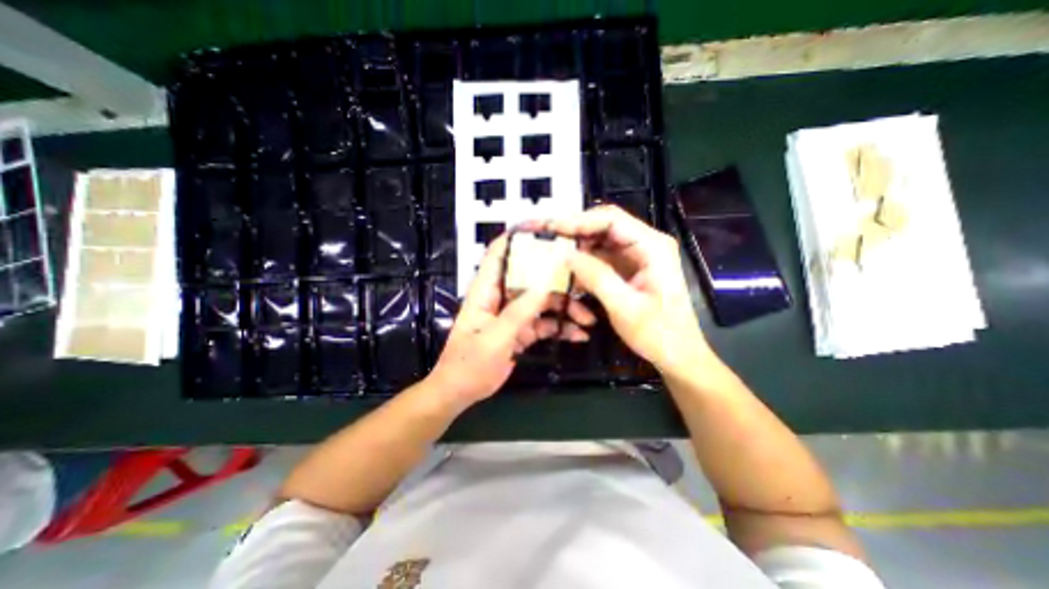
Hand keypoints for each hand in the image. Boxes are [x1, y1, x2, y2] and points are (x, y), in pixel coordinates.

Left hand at [422, 233, 592, 406]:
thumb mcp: (496, 337)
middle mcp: (501, 297)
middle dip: (557, 280)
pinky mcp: (521, 331)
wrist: (461, 392)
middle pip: (531, 278)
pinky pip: (544, 323)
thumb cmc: (469, 363)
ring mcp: (513, 314)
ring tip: (587, 319)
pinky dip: (561, 328)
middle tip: (584, 284)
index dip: (518, 239)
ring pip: (543, 302)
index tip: (546, 231)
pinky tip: (578, 334)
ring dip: (565, 308)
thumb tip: (546, 282)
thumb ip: (521, 310)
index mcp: (486, 290)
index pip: (499, 254)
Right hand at [550, 203, 711, 375]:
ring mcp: (638, 254)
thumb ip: (597, 277)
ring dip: (577, 244)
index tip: (548, 227)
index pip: (610, 220)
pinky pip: (602, 255)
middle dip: (573, 229)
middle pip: (604, 225)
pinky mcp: (631, 267)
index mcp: (652, 246)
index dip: (577, 221)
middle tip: (543, 234)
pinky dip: (584, 260)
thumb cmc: (658, 334)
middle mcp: (646, 243)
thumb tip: (566, 254)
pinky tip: (569, 268)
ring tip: (550, 248)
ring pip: (601, 239)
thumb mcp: (625, 307)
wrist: (678, 354)